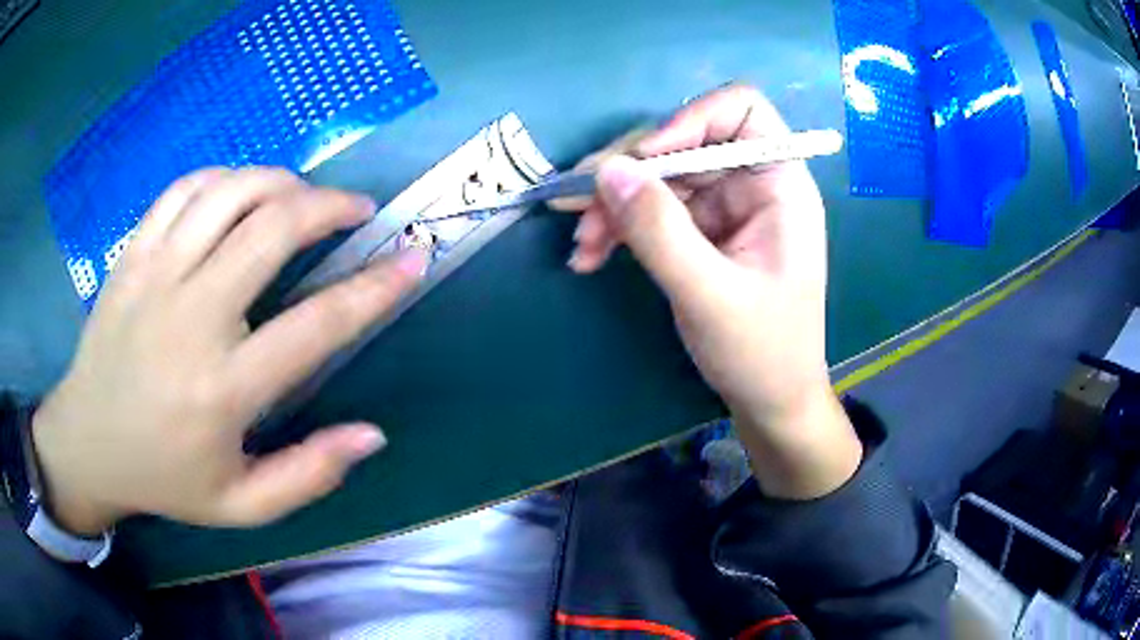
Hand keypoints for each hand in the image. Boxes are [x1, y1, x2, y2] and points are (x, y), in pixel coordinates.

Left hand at [33, 168, 427, 533]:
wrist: (88, 444)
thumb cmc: (166, 479)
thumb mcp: (242, 505)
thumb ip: (309, 475)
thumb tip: (372, 435)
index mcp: (223, 391)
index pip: (317, 326)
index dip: (376, 288)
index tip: (413, 260)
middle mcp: (190, 319)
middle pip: (272, 229)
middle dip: (330, 207)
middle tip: (357, 210)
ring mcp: (155, 276)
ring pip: (229, 193)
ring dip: (280, 181)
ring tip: (302, 196)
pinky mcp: (131, 255)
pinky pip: (183, 189)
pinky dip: (223, 177)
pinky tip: (240, 191)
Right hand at [565, 85, 861, 498]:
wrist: (770, 401)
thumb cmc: (762, 352)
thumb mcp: (710, 295)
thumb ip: (660, 230)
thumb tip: (608, 170)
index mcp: (780, 186)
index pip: (740, 111)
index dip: (689, 120)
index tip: (644, 160)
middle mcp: (752, 184)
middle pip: (684, 142)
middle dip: (630, 172)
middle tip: (577, 207)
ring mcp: (724, 207)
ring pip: (659, 177)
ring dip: (614, 204)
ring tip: (582, 245)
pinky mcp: (700, 231)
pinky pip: (652, 209)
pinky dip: (619, 226)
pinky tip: (591, 255)